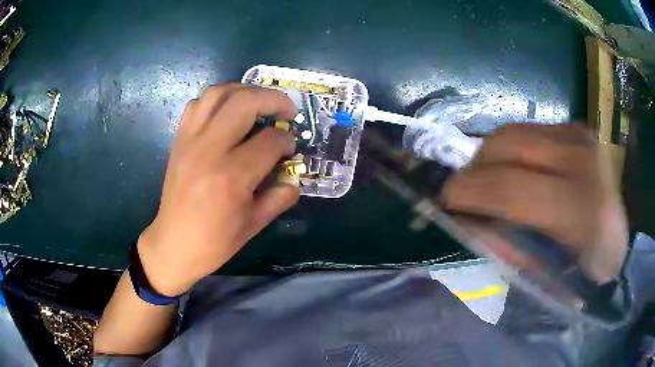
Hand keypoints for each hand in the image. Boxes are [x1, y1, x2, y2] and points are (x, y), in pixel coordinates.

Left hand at [137, 84, 299, 295]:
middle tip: (286, 111)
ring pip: (219, 93)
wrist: (173, 244)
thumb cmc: (215, 242)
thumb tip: (294, 175)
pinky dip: (217, 100)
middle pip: (245, 102)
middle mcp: (209, 150)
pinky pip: (197, 104)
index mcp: (232, 177)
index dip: (287, 141)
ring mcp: (190, 141)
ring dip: (245, 91)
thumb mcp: (255, 224)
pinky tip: (227, 113)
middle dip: (274, 99)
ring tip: (259, 102)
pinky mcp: (179, 140)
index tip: (290, 147)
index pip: (269, 141)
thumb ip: (280, 196)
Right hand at [441, 124, 627, 283]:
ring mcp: (580, 136)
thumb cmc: (589, 267)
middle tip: (463, 193)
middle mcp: (582, 160)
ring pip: (513, 132)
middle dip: (474, 168)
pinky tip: (513, 169)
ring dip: (489, 157)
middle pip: (507, 146)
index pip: (511, 189)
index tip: (445, 201)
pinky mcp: (576, 128)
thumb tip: (471, 224)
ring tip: (486, 181)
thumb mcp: (550, 275)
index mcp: (582, 207)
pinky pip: (528, 130)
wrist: (622, 234)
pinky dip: (510, 150)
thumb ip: (510, 250)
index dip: (469, 191)